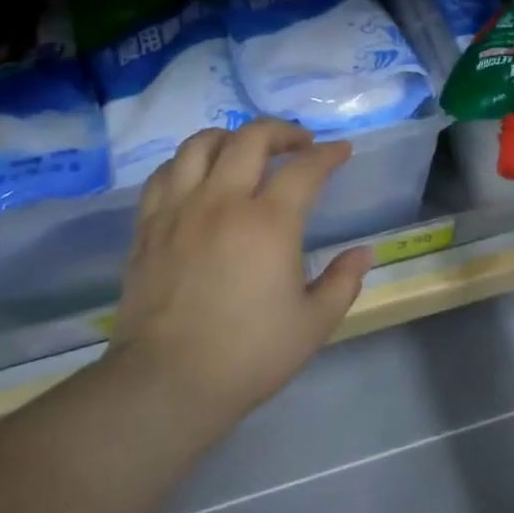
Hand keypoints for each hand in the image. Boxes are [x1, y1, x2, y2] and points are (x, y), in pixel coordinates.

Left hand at [104, 118, 370, 439]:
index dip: (328, 155)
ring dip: (231, 136)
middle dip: (282, 131)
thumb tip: (364, 253)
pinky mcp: (148, 227)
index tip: (341, 151)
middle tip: (299, 143)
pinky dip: (187, 163)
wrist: (169, 381)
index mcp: (269, 223)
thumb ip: (343, 281)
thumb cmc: (250, 354)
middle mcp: (222, 202)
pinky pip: (165, 174)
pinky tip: (198, 176)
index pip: (305, 169)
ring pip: (200, 145)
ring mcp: (179, 210)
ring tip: (246, 149)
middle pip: (250, 139)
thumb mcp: (314, 323)